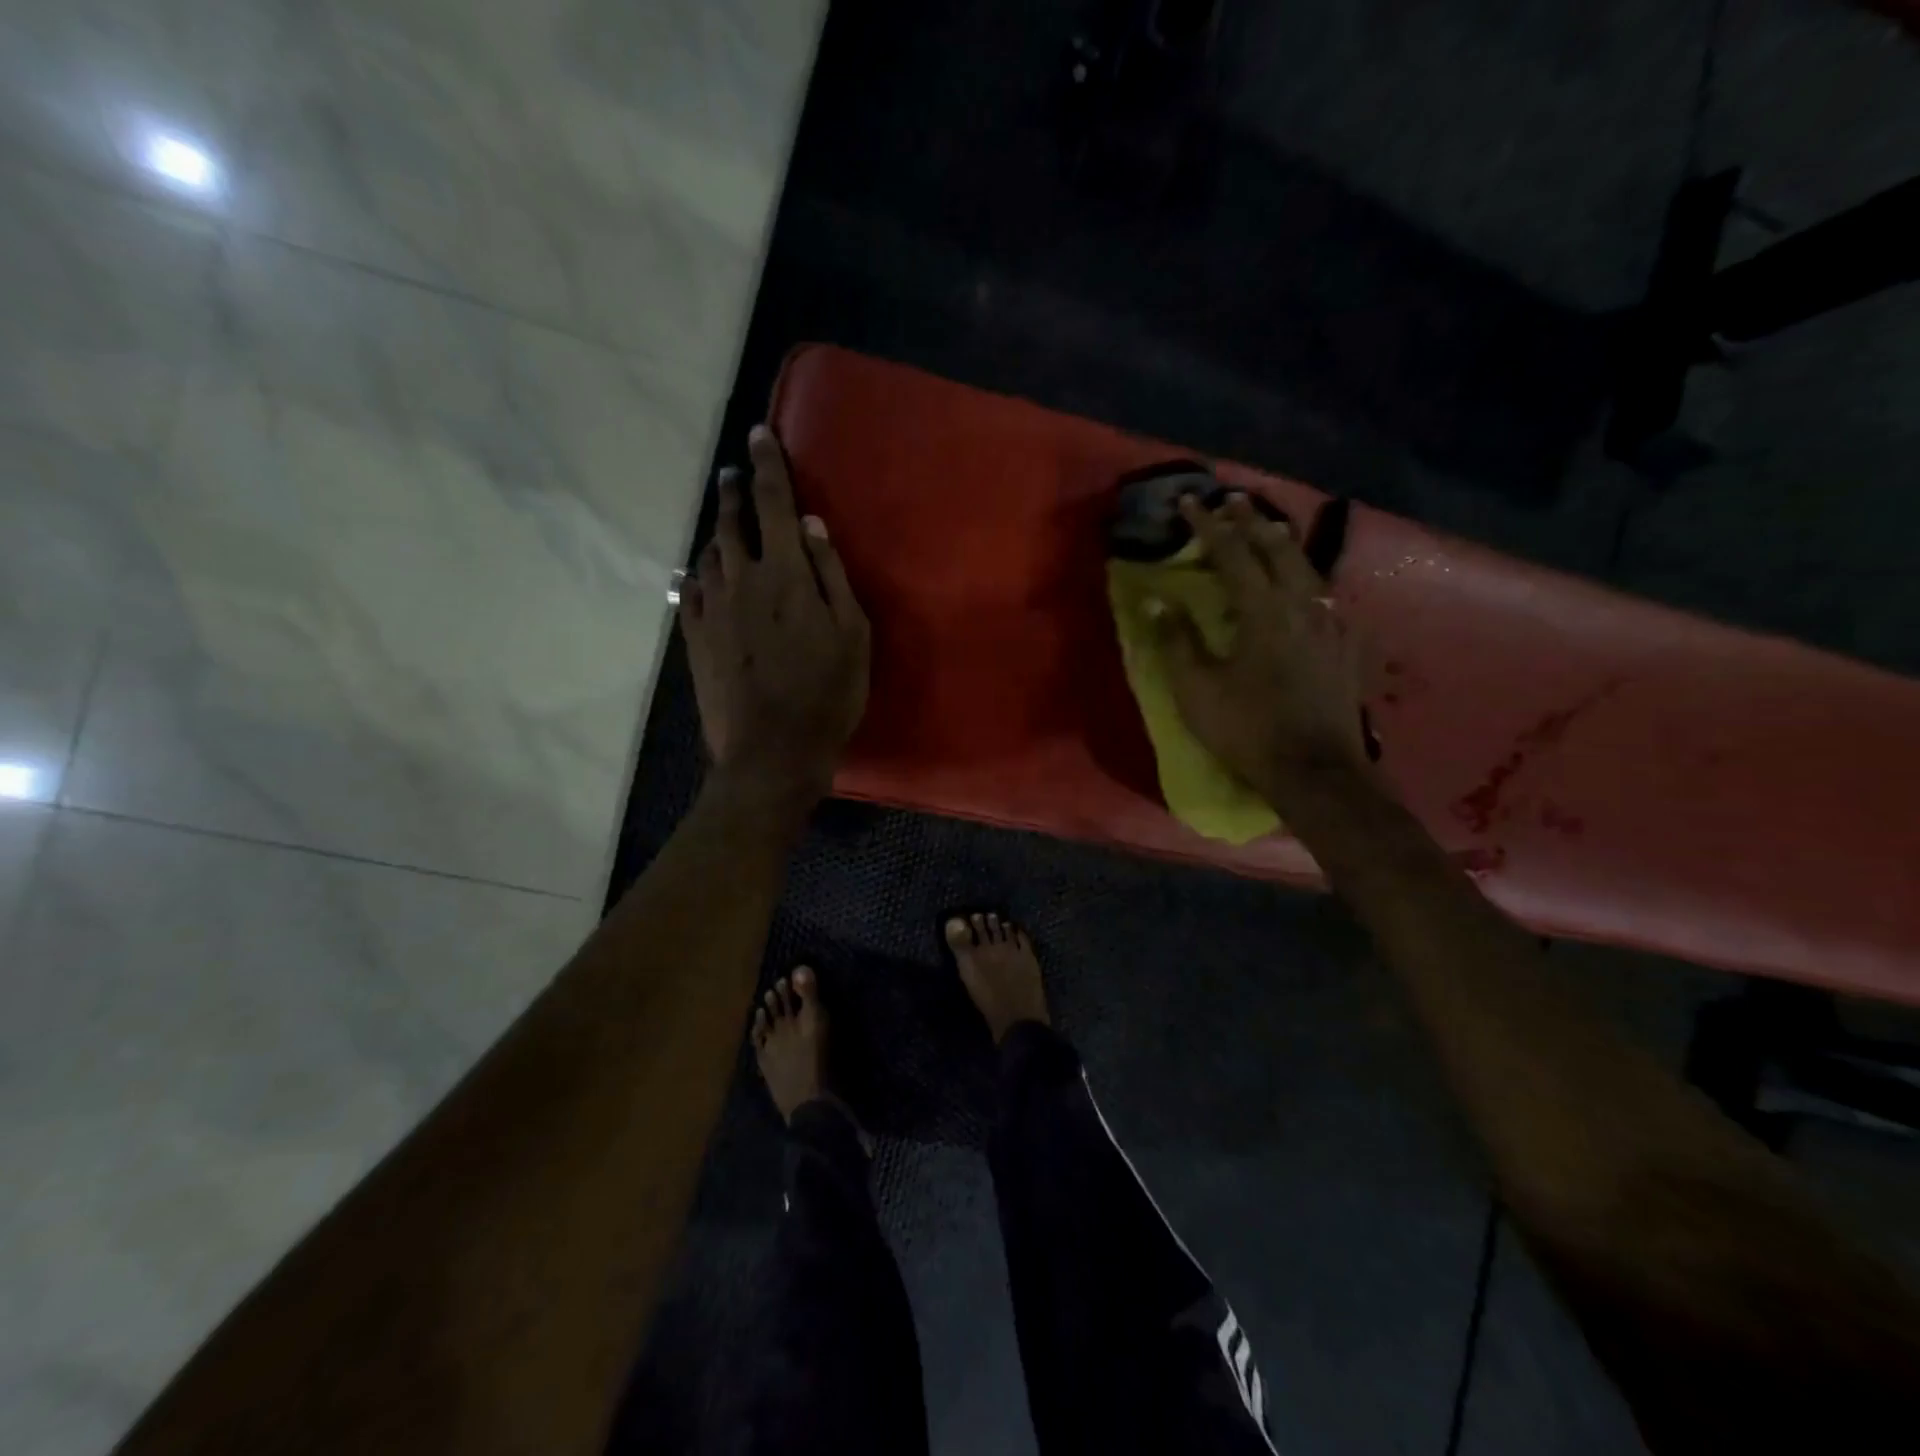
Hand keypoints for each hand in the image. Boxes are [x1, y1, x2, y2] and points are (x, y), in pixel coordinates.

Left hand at [680, 425, 869, 813]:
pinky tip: (700, 573)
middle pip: (731, 521)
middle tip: (732, 472)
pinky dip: (697, 573)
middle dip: (733, 491)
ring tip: (723, 523)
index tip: (759, 433)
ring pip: (708, 553)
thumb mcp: (852, 635)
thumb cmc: (827, 694)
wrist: (771, 751)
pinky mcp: (694, 639)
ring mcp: (711, 609)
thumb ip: (831, 575)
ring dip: (717, 530)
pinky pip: (689, 591)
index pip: (774, 502)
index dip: (767, 464)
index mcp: (785, 573)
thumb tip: (813, 526)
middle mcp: (741, 578)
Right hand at [1154, 493, 1367, 804]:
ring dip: (1282, 543)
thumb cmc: (1248, 728)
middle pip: (1278, 548)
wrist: (1316, 770)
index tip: (1189, 502)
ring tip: (1267, 530)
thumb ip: (1177, 641)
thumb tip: (1159, 602)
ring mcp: (1332, 622)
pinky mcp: (1347, 644)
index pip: (1232, 553)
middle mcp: (1303, 603)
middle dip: (1252, 520)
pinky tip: (1304, 586)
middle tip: (1233, 501)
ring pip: (1307, 567)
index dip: (1208, 525)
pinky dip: (1306, 578)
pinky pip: (1326, 595)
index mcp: (1263, 610)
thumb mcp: (1197, 690)